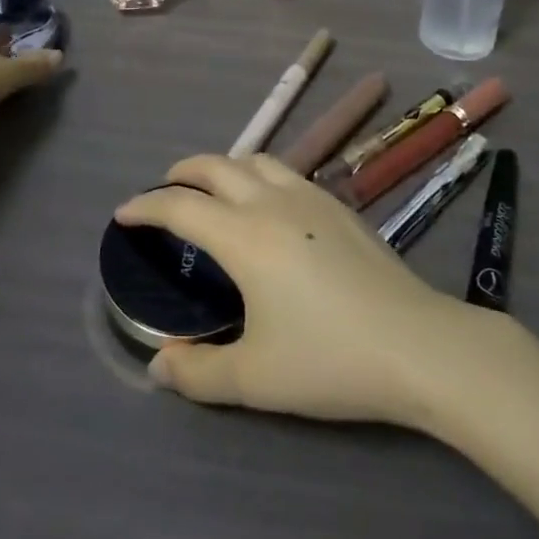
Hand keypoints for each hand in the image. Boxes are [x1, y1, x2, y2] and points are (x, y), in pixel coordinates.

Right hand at [113, 154, 480, 427]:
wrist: (415, 343)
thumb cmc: (328, 359)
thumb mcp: (254, 378)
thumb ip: (198, 372)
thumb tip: (158, 365)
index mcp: (244, 236)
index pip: (181, 206)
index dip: (146, 205)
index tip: (123, 213)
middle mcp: (272, 202)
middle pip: (216, 166)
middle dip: (183, 172)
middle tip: (164, 189)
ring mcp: (310, 197)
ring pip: (255, 160)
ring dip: (224, 166)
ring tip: (213, 189)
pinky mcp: (338, 205)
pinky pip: (285, 172)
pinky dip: (258, 174)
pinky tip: (268, 203)